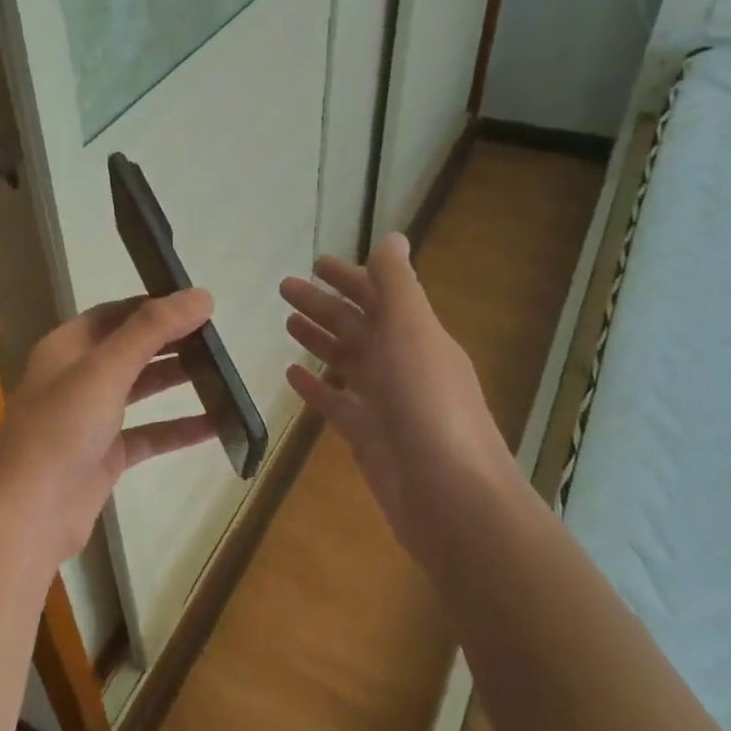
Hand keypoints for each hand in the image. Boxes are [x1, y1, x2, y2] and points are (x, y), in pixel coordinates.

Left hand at [0, 290, 218, 573]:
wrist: (29, 513)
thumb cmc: (61, 429)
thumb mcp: (105, 369)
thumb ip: (152, 330)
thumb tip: (201, 295)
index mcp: (66, 348)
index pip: (114, 313)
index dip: (154, 305)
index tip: (198, 304)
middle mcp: (76, 378)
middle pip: (129, 350)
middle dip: (170, 342)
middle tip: (218, 338)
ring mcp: (89, 420)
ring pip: (140, 391)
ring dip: (176, 381)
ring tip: (223, 373)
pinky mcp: (104, 457)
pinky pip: (148, 434)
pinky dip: (178, 429)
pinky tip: (217, 426)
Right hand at [279, 234, 520, 563]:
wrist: (447, 492)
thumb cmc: (427, 403)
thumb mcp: (412, 331)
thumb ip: (397, 284)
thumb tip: (393, 237)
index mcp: (416, 334)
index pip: (379, 294)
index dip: (349, 276)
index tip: (315, 263)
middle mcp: (402, 363)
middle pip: (357, 325)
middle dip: (323, 304)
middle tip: (284, 288)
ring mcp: (384, 401)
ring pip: (346, 361)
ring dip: (320, 339)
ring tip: (287, 323)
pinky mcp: (367, 435)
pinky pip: (336, 403)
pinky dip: (316, 387)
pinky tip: (292, 375)